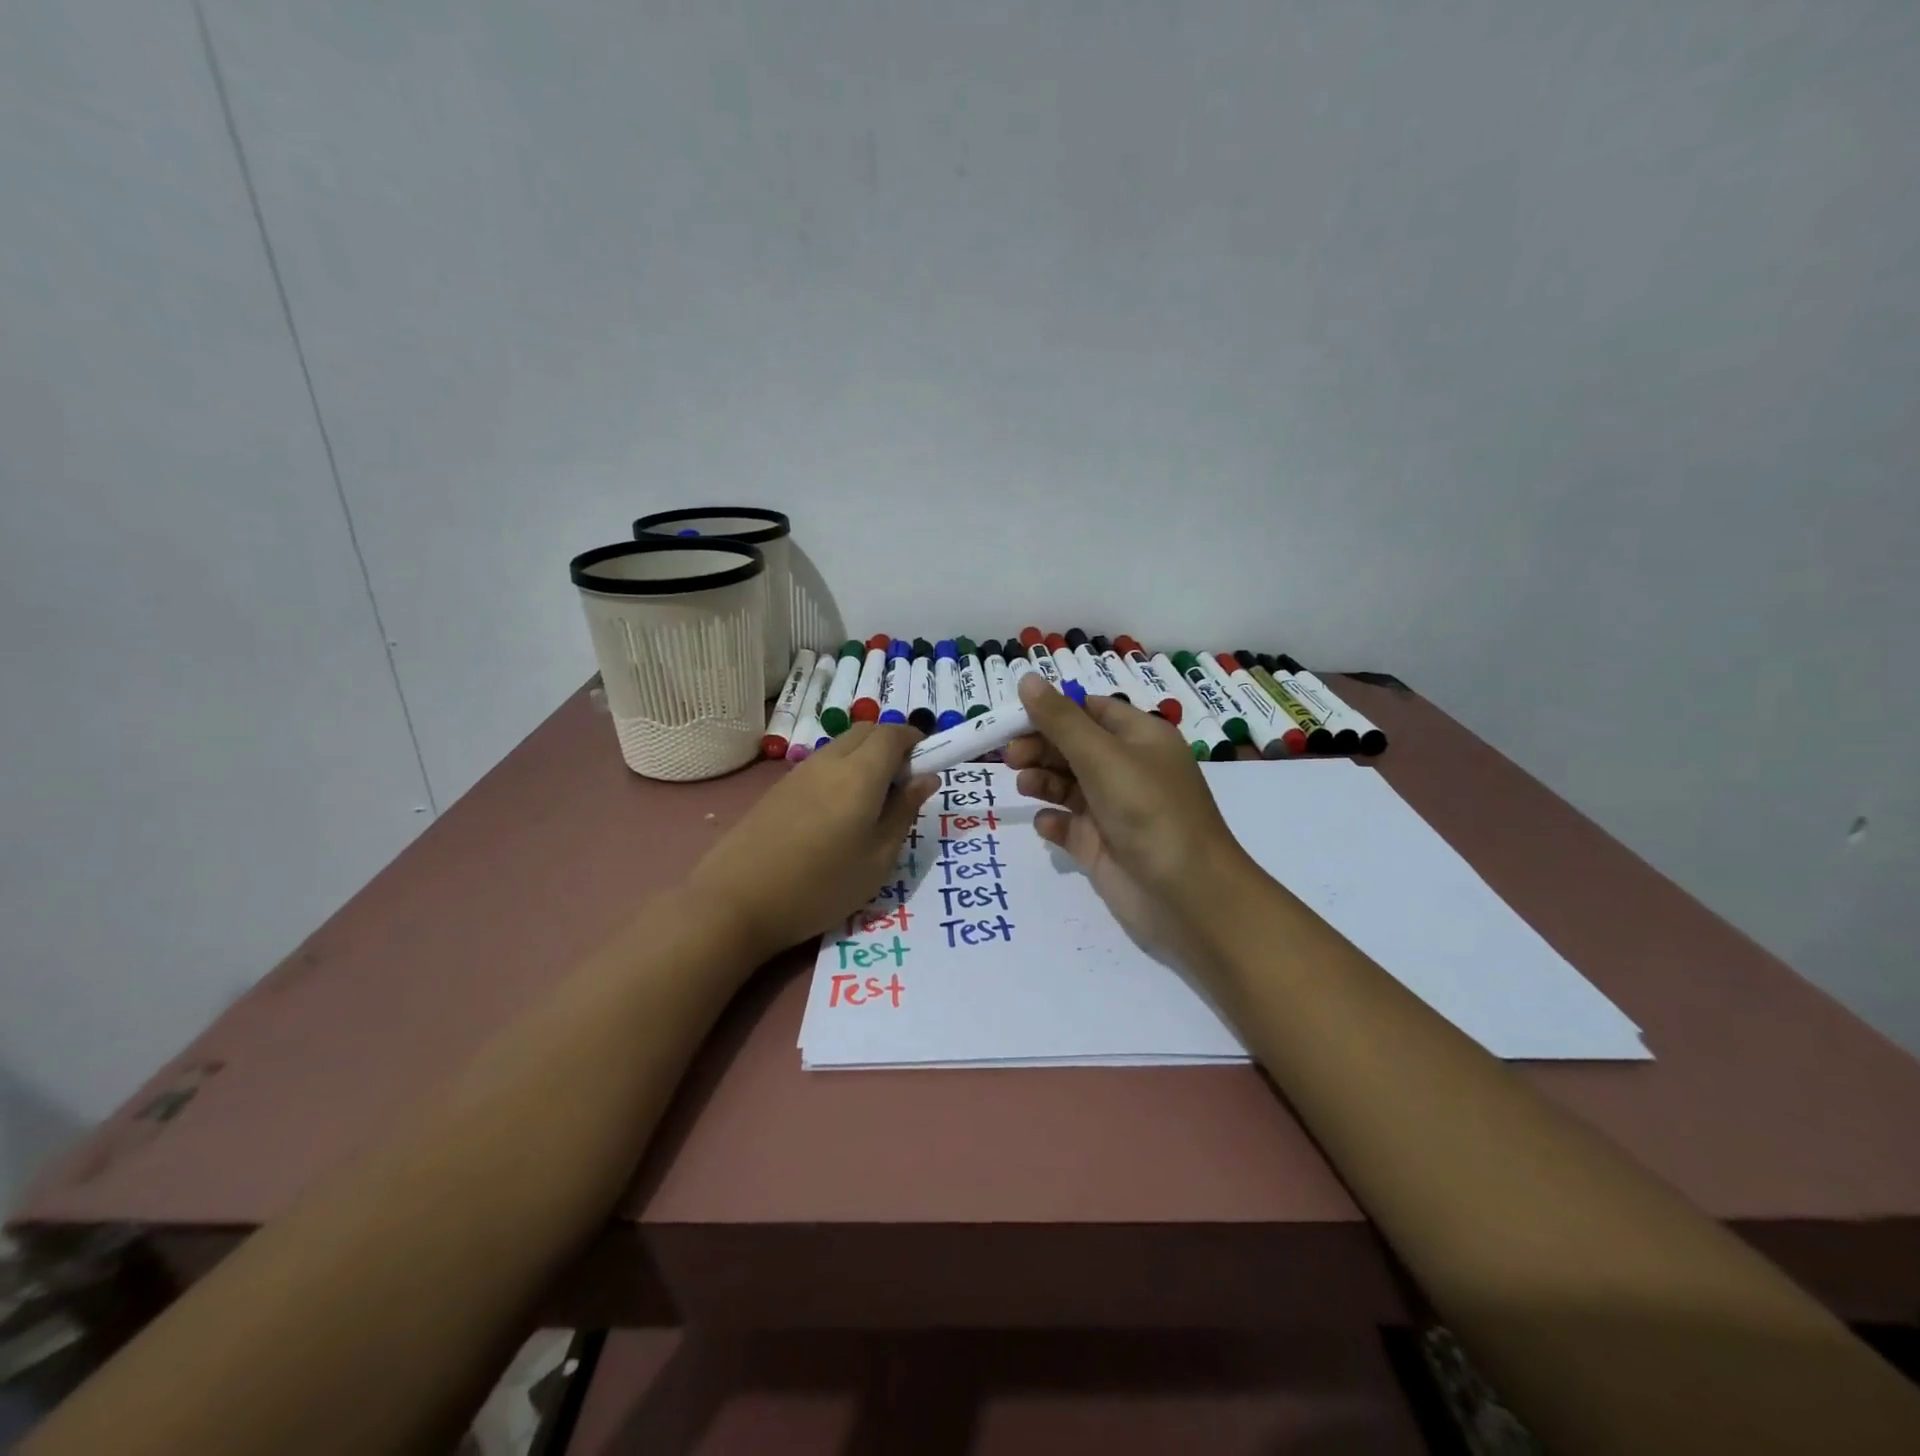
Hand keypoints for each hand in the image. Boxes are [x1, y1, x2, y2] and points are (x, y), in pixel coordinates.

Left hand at [687, 724, 937, 960]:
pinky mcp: (778, 788)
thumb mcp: (878, 859)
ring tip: (869, 805)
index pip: (894, 733)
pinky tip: (835, 815)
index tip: (927, 764)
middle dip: (891, 744)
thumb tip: (926, 778)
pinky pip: (821, 764)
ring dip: (864, 758)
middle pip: (866, 731)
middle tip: (901, 786)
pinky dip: (840, 772)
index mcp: (860, 774)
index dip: (916, 740)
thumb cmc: (820, 887)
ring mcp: (799, 772)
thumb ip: (904, 812)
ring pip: (842, 746)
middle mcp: (829, 761)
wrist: (735, 903)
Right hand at [1004, 673, 1258, 971]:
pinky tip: (1048, 824)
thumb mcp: (1103, 756)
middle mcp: (1127, 769)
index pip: (1090, 711)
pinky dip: (1053, 821)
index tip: (1014, 718)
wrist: (1186, 894)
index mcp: (1139, 738)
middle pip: (1073, 747)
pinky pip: (1068, 825)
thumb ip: (1060, 720)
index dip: (1053, 711)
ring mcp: (1113, 809)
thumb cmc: (1148, 810)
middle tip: (1010, 757)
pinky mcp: (1100, 845)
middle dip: (1041, 747)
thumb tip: (1026, 679)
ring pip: (1067, 785)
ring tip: (1024, 784)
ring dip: (1042, 780)